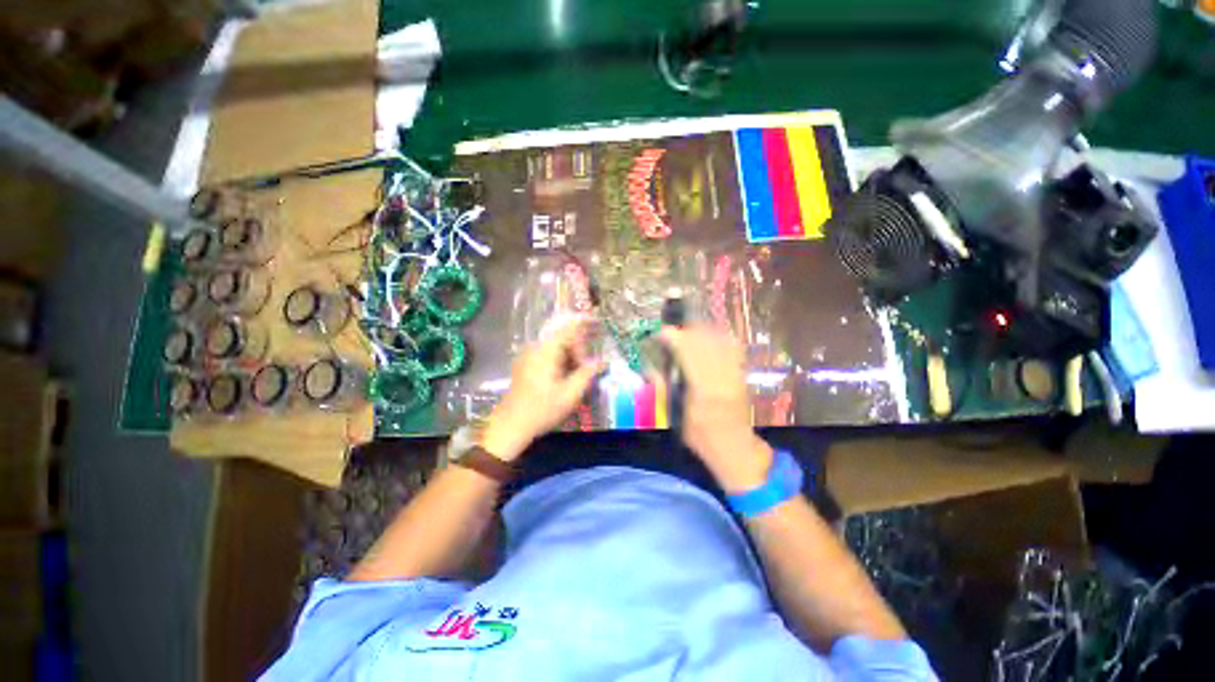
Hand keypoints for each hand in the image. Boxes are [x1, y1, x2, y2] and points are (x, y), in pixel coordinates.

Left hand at [481, 316, 604, 460]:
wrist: (510, 426)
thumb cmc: (542, 409)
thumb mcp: (571, 394)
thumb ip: (587, 374)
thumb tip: (602, 362)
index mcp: (547, 351)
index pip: (569, 328)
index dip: (584, 323)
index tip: (597, 321)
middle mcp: (535, 348)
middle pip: (563, 339)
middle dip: (579, 350)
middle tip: (589, 369)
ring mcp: (528, 356)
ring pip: (556, 348)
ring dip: (570, 358)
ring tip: (577, 377)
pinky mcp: (525, 365)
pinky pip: (547, 355)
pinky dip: (560, 361)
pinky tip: (564, 379)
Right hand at [659, 325, 771, 491]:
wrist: (737, 449)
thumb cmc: (702, 438)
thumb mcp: (677, 418)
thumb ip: (664, 391)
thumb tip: (649, 371)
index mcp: (702, 390)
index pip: (688, 354)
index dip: (675, 339)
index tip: (662, 332)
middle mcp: (720, 377)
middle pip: (704, 344)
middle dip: (687, 332)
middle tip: (674, 331)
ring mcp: (734, 375)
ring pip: (719, 343)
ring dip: (703, 333)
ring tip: (689, 331)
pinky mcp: (742, 376)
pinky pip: (732, 350)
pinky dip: (720, 339)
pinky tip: (711, 336)